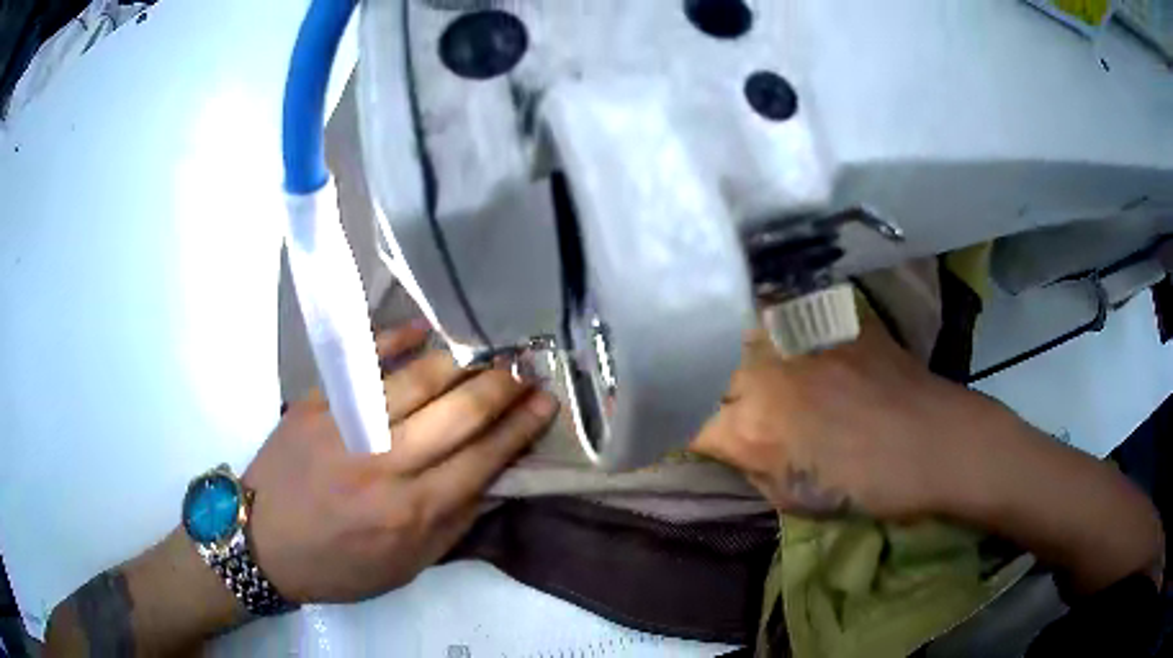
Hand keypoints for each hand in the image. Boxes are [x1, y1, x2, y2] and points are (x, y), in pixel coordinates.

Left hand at [244, 322, 557, 603]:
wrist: (263, 542)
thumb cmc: (339, 565)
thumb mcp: (406, 566)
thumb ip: (453, 523)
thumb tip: (495, 480)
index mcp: (411, 512)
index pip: (482, 459)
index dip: (519, 428)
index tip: (546, 402)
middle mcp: (385, 464)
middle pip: (457, 414)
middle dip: (501, 387)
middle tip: (527, 368)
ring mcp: (347, 427)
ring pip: (417, 381)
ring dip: (460, 361)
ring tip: (488, 350)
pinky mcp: (317, 403)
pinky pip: (362, 363)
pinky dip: (396, 341)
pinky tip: (424, 329)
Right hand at [693, 316, 982, 520]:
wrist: (935, 439)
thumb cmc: (869, 485)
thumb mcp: (795, 499)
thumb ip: (750, 466)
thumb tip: (728, 442)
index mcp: (752, 427)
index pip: (686, 422)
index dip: (674, 429)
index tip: (673, 431)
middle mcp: (763, 370)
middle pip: (702, 366)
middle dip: (692, 382)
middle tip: (695, 391)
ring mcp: (796, 334)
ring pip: (732, 327)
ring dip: (721, 343)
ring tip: (718, 350)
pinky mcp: (825, 314)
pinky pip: (778, 308)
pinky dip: (763, 319)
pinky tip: (767, 326)